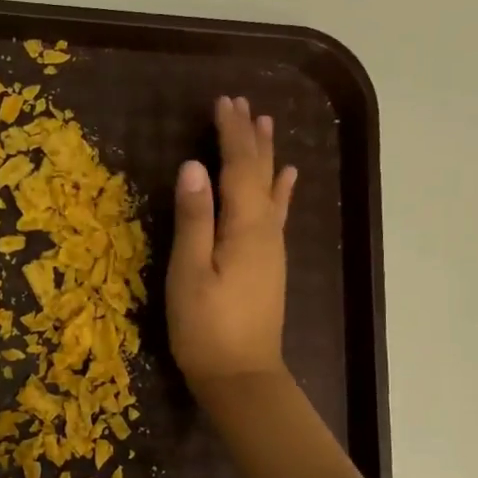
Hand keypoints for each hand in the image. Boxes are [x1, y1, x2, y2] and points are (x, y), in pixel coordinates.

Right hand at [166, 95, 297, 393]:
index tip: (223, 101)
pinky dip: (281, 189)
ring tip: (266, 123)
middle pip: (258, 172)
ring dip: (266, 154)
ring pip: (271, 188)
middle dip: (249, 136)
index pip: (238, 167)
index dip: (230, 133)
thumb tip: (193, 166)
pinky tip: (288, 177)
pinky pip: (277, 213)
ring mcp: (271, 247)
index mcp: (244, 227)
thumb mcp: (189, 272)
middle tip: (241, 102)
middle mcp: (265, 230)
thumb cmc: (205, 327)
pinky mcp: (269, 264)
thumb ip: (194, 219)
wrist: (240, 377)